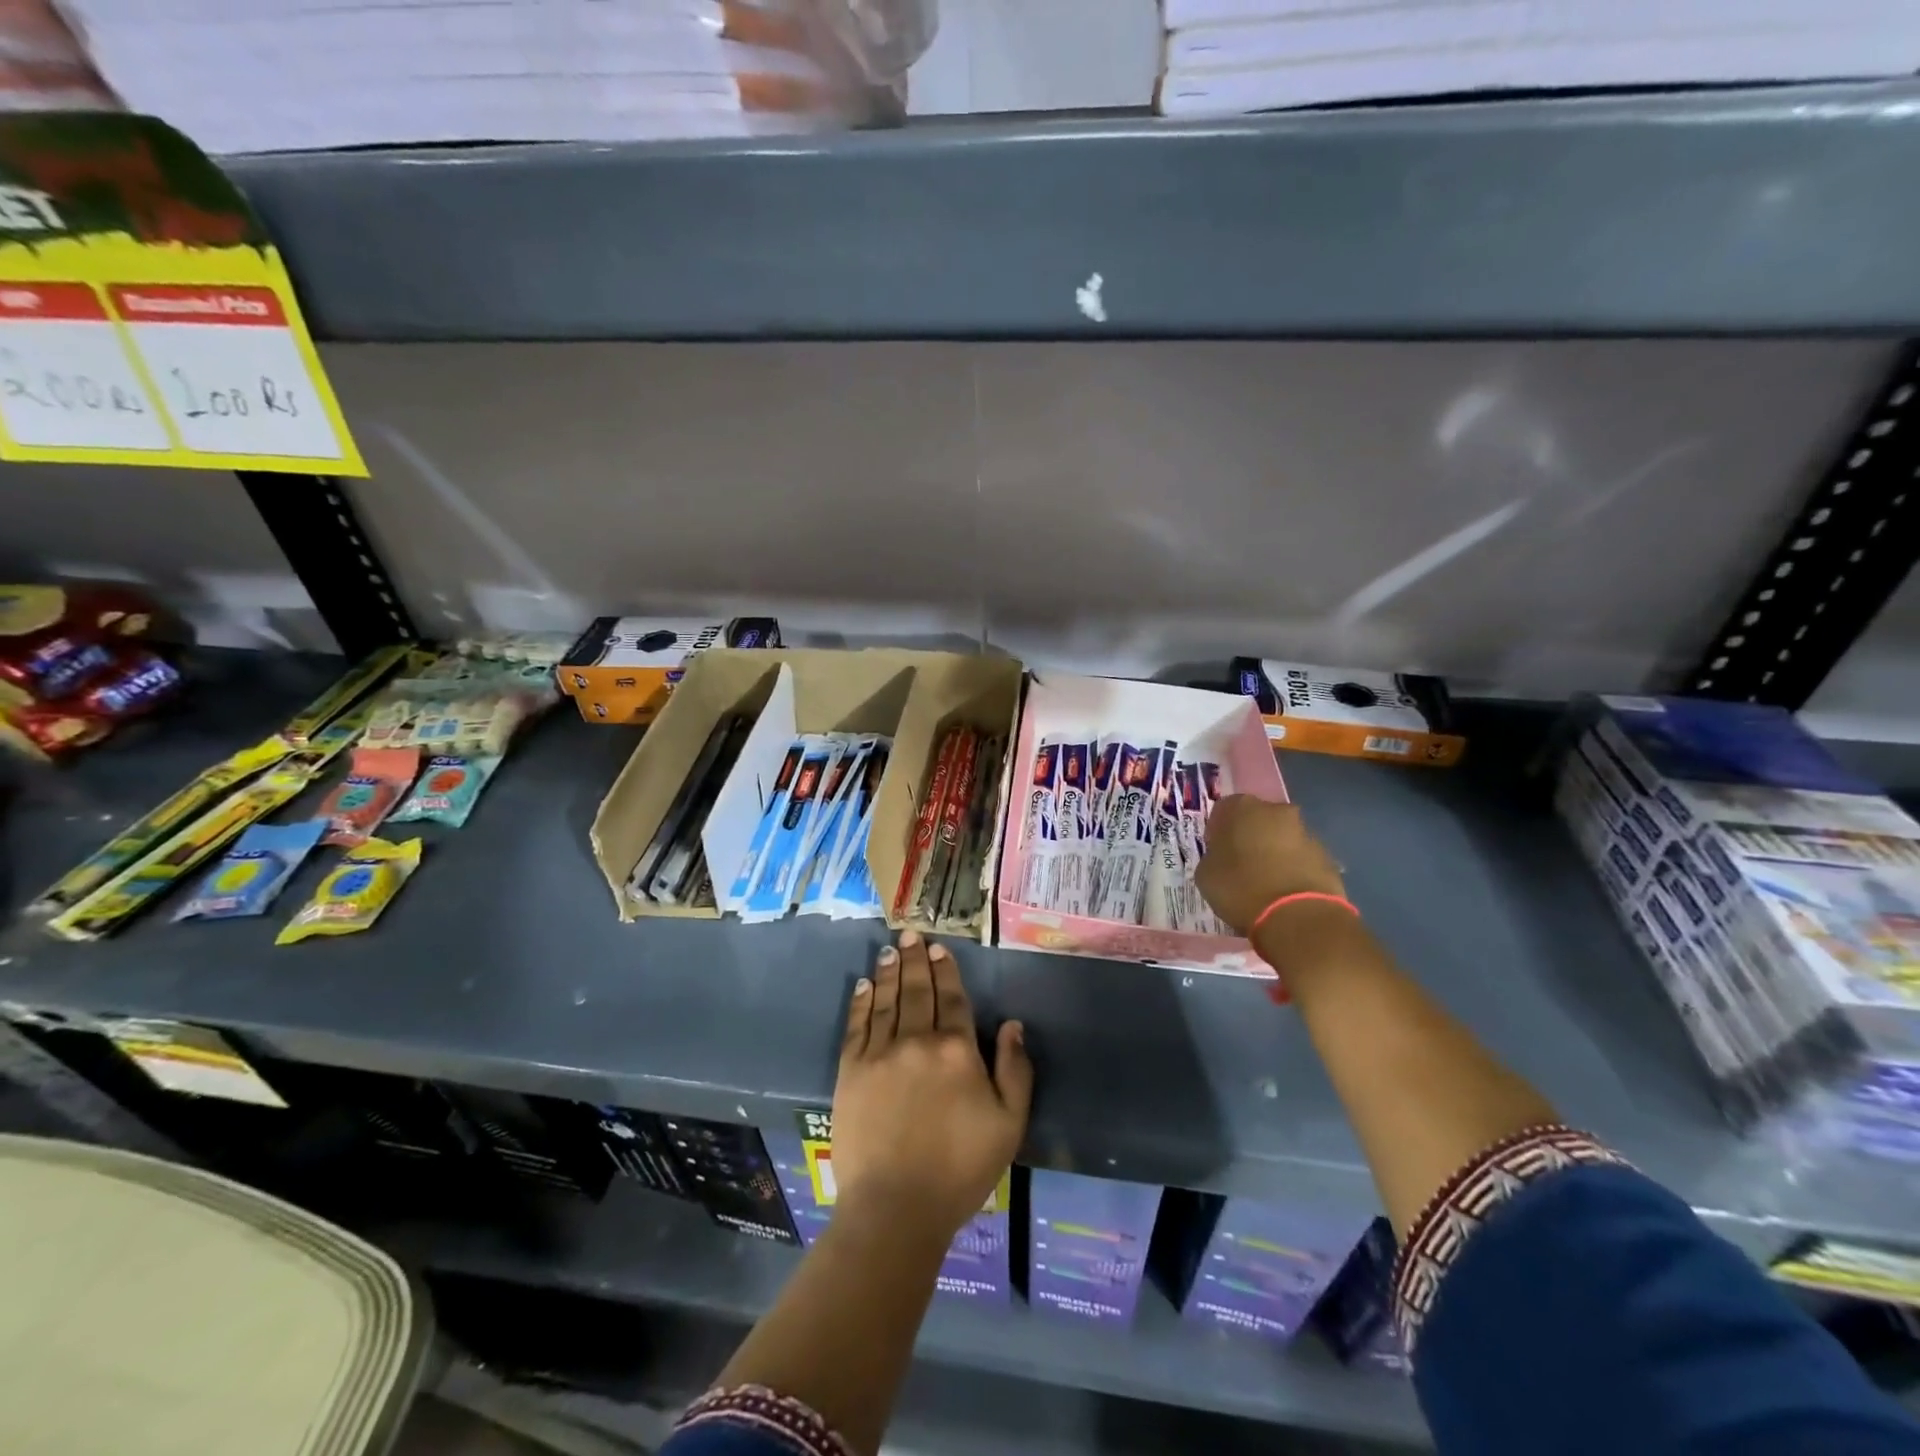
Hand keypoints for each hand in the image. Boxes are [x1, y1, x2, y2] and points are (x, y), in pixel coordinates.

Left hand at [833, 931, 1032, 1241]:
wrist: (896, 1207)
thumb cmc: (960, 1169)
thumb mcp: (1008, 1124)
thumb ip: (1014, 1070)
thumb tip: (1013, 1024)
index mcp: (957, 1050)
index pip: (951, 997)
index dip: (946, 970)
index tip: (939, 948)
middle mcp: (917, 1040)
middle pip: (918, 990)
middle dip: (915, 960)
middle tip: (909, 935)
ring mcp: (880, 1053)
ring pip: (887, 1000)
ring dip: (889, 972)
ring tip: (889, 950)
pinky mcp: (851, 1071)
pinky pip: (857, 1025)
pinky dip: (862, 1002)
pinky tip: (863, 986)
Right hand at [1196, 796, 1345, 933]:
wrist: (1298, 917)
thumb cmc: (1241, 889)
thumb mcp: (1206, 874)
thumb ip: (1213, 857)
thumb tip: (1222, 858)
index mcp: (1242, 807)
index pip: (1223, 810)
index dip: (1218, 831)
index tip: (1216, 852)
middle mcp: (1276, 810)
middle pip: (1258, 819)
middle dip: (1250, 837)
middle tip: (1241, 865)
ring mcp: (1306, 832)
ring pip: (1282, 838)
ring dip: (1274, 853)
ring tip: (1265, 884)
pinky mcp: (1328, 857)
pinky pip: (1302, 858)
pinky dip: (1293, 870)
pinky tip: (1285, 893)